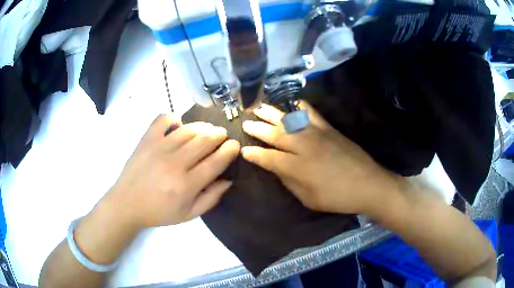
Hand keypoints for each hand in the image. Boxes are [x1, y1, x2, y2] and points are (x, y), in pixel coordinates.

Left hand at [104, 114, 239, 228]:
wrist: (127, 204)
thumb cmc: (159, 212)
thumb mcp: (189, 215)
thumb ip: (211, 198)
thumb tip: (228, 180)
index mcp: (186, 185)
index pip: (216, 162)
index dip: (229, 151)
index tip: (235, 145)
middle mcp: (175, 163)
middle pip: (205, 141)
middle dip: (219, 135)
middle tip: (223, 136)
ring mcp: (159, 148)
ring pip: (188, 129)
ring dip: (203, 127)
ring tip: (207, 130)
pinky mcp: (146, 139)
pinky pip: (163, 119)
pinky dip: (174, 118)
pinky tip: (178, 125)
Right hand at [241, 102, 400, 214]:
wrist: (367, 184)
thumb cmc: (337, 197)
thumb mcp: (309, 198)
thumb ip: (290, 181)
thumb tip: (277, 168)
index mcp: (297, 167)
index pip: (268, 157)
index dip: (254, 154)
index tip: (243, 150)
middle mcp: (304, 146)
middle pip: (275, 133)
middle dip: (257, 128)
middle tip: (245, 122)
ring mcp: (317, 134)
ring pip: (289, 120)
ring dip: (272, 113)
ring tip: (259, 107)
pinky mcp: (328, 128)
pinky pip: (310, 113)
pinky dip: (299, 106)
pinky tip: (291, 103)